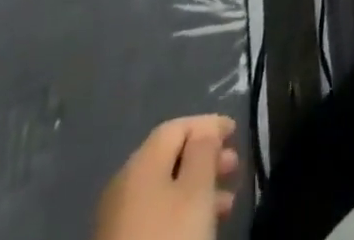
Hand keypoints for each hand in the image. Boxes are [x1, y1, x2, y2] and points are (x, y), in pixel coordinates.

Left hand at [94, 116, 240, 239]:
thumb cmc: (170, 235)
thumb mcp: (197, 189)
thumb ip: (204, 149)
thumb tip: (205, 129)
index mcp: (140, 162)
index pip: (177, 126)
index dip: (209, 124)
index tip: (236, 133)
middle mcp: (123, 183)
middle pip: (170, 157)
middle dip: (206, 157)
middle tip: (233, 167)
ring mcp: (117, 219)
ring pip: (165, 188)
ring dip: (198, 187)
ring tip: (226, 202)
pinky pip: (156, 213)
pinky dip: (181, 210)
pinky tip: (200, 225)